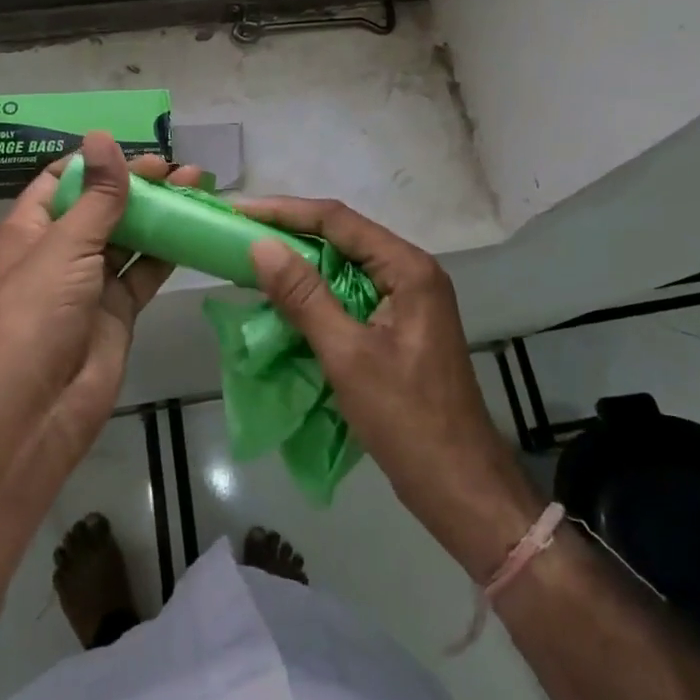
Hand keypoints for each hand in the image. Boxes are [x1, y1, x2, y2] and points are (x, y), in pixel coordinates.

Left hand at [0, 132, 201, 473]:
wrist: (36, 409)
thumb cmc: (38, 315)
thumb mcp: (67, 245)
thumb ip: (97, 194)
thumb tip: (102, 136)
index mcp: (33, 228)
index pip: (63, 179)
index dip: (97, 162)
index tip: (137, 151)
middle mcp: (61, 250)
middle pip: (102, 205)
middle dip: (139, 185)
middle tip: (181, 170)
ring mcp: (91, 281)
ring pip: (130, 236)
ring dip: (161, 213)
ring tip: (198, 189)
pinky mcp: (118, 309)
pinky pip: (146, 270)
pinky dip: (170, 250)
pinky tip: (197, 229)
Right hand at [245, 200, 540, 578]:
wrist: (461, 487)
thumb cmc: (407, 419)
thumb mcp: (348, 356)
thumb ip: (304, 297)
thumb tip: (261, 246)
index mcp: (407, 268)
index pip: (338, 220)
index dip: (285, 211)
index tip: (239, 212)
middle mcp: (411, 273)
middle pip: (343, 237)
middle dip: (290, 233)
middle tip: (239, 233)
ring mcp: (407, 300)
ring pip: (345, 266)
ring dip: (301, 263)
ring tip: (253, 259)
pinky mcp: (399, 326)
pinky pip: (351, 294)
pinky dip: (317, 293)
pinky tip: (285, 300)